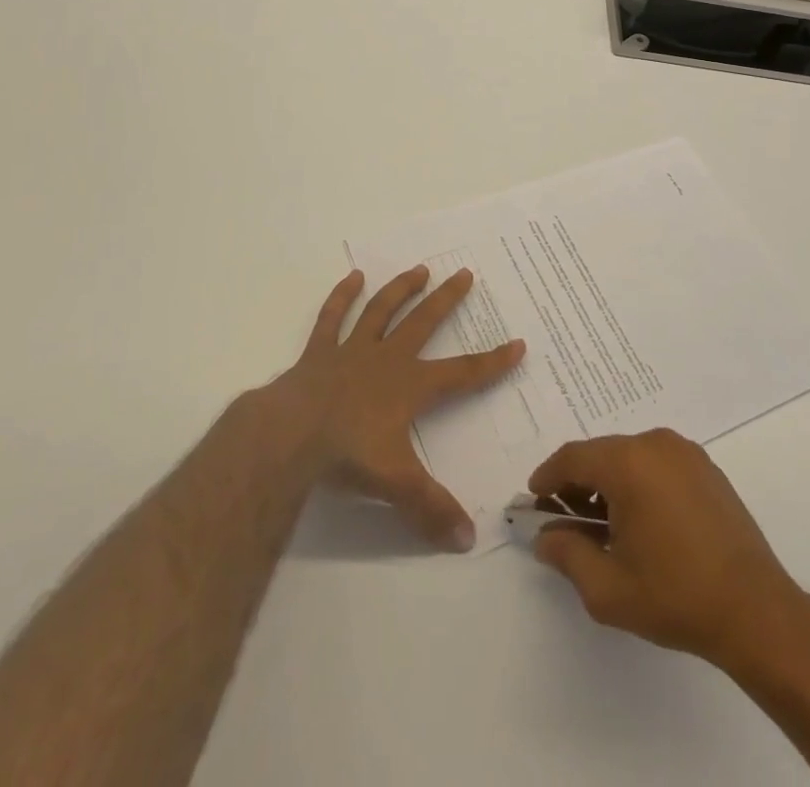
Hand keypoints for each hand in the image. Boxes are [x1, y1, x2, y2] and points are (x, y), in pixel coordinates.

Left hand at [272, 266, 523, 551]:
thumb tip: (469, 541)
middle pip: (423, 322)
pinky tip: (353, 277)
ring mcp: (351, 350)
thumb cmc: (348, 455)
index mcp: (411, 386)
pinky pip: (332, 318)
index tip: (518, 343)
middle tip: (465, 273)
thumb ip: (432, 510)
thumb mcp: (397, 486)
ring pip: (381, 310)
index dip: (493, 361)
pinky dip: (342, 296)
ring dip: (401, 289)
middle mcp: (387, 359)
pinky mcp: (319, 352)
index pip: (463, 373)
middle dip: (447, 299)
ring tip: (419, 269)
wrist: (291, 435)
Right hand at [529, 430, 809, 665]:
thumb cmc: (676, 596)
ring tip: (603, 526)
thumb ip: (567, 554)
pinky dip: (638, 482)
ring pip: (629, 457)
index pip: (572, 458)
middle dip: (577, 483)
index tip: (534, 499)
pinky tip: (640, 521)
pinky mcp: (706, 468)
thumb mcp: (608, 588)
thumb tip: (545, 537)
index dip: (547, 477)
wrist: (756, 611)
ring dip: (608, 483)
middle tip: (565, 518)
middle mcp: (655, 443)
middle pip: (600, 454)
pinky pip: (657, 464)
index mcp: (628, 463)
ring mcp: (685, 452)